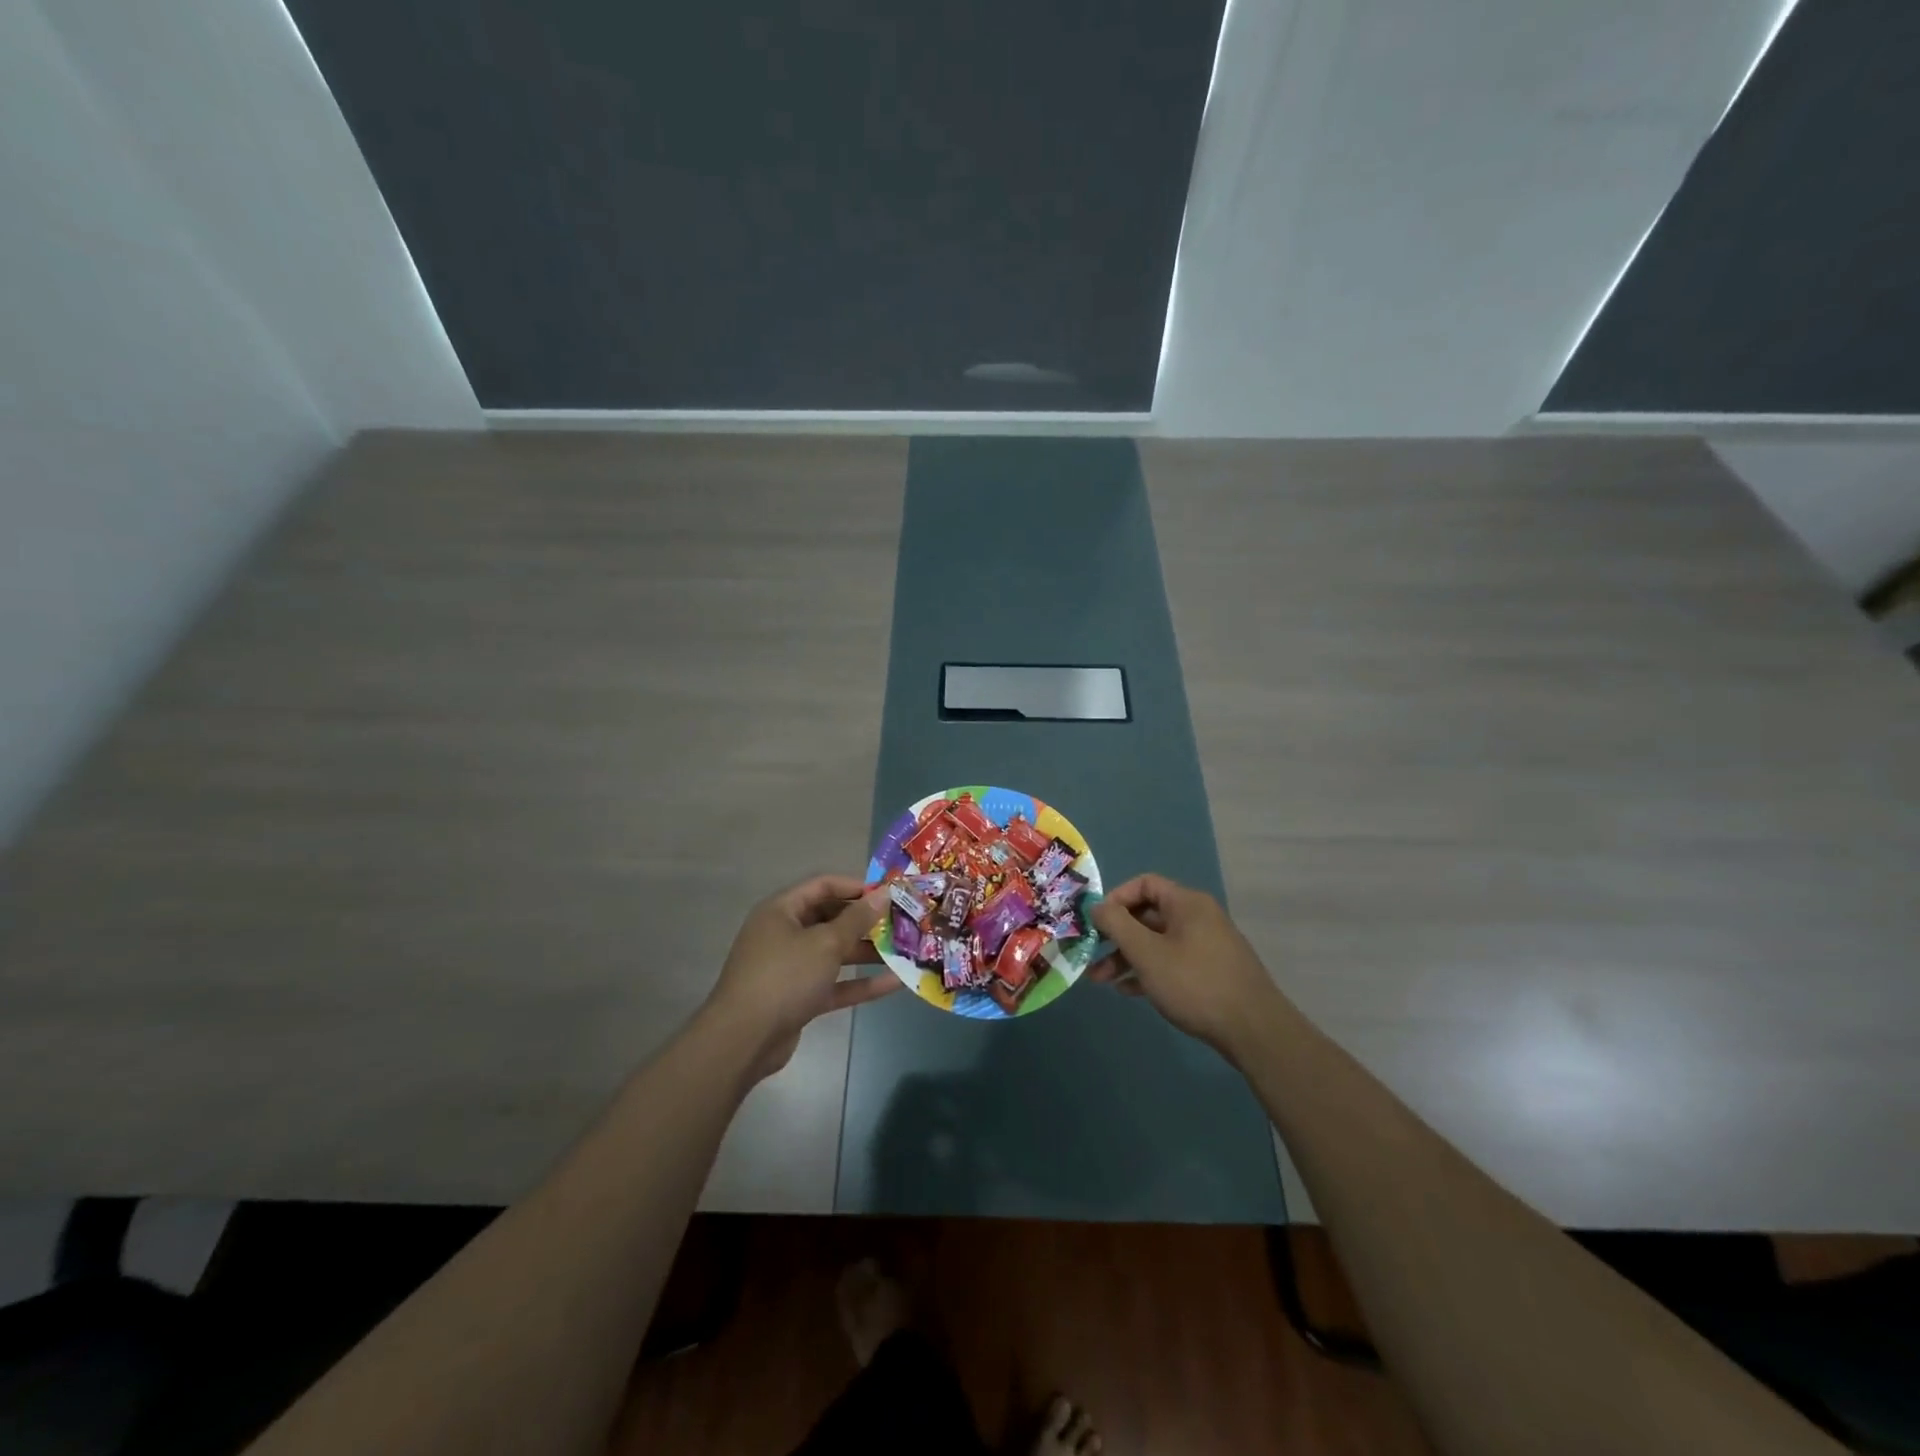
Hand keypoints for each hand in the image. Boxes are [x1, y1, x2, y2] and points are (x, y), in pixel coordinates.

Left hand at [705, 874, 897, 1077]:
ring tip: (904, 950)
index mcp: (782, 911)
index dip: (856, 886)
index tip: (889, 893)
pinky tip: (894, 982)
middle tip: (901, 922)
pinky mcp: (799, 998)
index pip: (823, 886)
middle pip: (830, 919)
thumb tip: (884, 893)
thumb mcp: (825, 943)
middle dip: (865, 921)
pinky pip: (834, 983)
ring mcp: (791, 968)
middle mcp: (784, 934)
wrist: (743, 1040)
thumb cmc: (784, 977)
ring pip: (834, 953)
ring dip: (867, 952)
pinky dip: (860, 982)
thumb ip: (857, 919)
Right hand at [1088, 873, 1285, 1059]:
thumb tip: (1096, 906)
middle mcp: (1198, 918)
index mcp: (1186, 903)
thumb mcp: (1147, 953)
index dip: (1116, 899)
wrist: (1254, 1030)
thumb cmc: (1194, 983)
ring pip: (1157, 942)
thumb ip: (1117, 925)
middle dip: (1116, 936)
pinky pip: (1171, 962)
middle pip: (1148, 916)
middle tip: (1091, 955)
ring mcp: (1206, 946)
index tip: (1096, 922)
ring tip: (1101, 980)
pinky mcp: (1210, 972)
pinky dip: (1148, 971)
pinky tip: (1128, 991)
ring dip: (1127, 957)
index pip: (1144, 884)